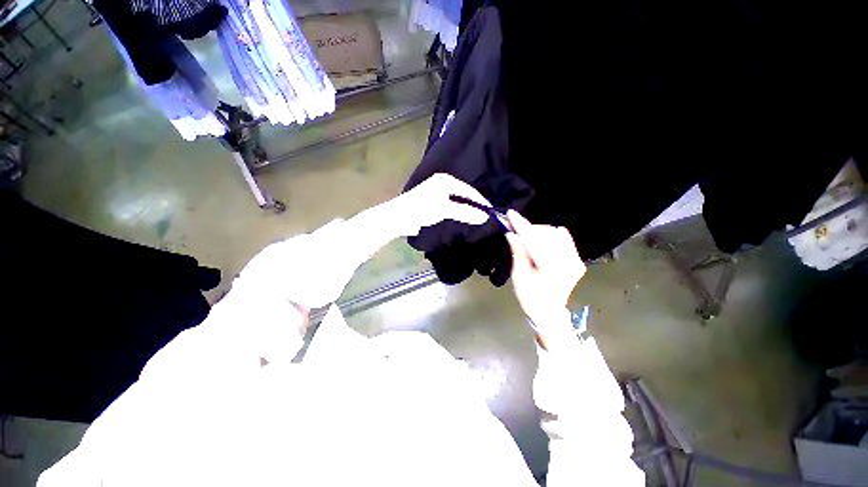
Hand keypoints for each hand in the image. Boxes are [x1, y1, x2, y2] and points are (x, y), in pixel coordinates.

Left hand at [397, 173, 491, 235]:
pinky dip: (457, 211)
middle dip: (473, 205)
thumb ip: (465, 212)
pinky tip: (461, 218)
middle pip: (463, 194)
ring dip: (465, 209)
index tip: (490, 211)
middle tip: (485, 216)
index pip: (468, 190)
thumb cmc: (422, 208)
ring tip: (476, 218)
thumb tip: (485, 217)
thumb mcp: (445, 209)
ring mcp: (436, 193)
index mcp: (446, 180)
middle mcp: (442, 183)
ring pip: (456, 201)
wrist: (399, 217)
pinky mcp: (432, 202)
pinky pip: (450, 205)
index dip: (480, 201)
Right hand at [504, 210, 584, 327]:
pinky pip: (565, 238)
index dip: (521, 225)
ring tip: (527, 239)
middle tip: (515, 231)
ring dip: (539, 232)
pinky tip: (542, 240)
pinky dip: (551, 235)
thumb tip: (512, 234)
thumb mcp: (519, 277)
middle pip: (546, 234)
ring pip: (555, 233)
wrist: (549, 312)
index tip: (510, 214)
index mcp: (551, 268)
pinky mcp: (577, 260)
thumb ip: (518, 253)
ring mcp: (575, 260)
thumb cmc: (530, 298)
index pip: (534, 240)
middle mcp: (567, 261)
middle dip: (529, 229)